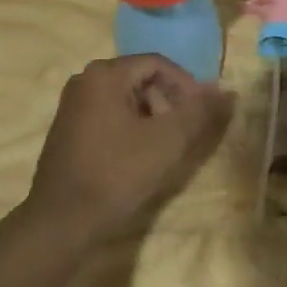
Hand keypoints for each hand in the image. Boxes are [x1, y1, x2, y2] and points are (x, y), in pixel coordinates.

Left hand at [21, 55, 232, 248]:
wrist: (60, 222)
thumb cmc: (115, 174)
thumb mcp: (166, 142)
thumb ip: (198, 112)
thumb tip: (226, 91)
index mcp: (105, 73)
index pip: (158, 63)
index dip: (186, 85)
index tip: (201, 113)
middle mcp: (85, 79)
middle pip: (140, 78)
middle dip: (168, 101)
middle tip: (184, 132)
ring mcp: (73, 103)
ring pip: (125, 97)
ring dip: (151, 115)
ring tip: (164, 146)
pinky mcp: (67, 128)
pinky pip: (108, 113)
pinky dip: (130, 126)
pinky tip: (138, 155)